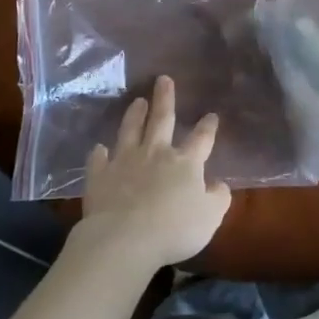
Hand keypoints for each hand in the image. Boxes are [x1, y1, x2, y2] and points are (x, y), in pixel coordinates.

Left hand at [76, 75, 231, 272]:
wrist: (125, 238)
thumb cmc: (174, 229)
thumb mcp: (210, 217)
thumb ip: (218, 198)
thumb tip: (220, 184)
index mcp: (185, 163)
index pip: (201, 139)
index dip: (207, 127)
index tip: (211, 115)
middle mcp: (155, 153)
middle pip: (162, 120)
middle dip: (165, 99)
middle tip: (163, 79)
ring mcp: (125, 162)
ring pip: (130, 131)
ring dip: (134, 115)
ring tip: (137, 101)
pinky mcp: (100, 176)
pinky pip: (98, 160)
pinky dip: (99, 153)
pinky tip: (98, 148)